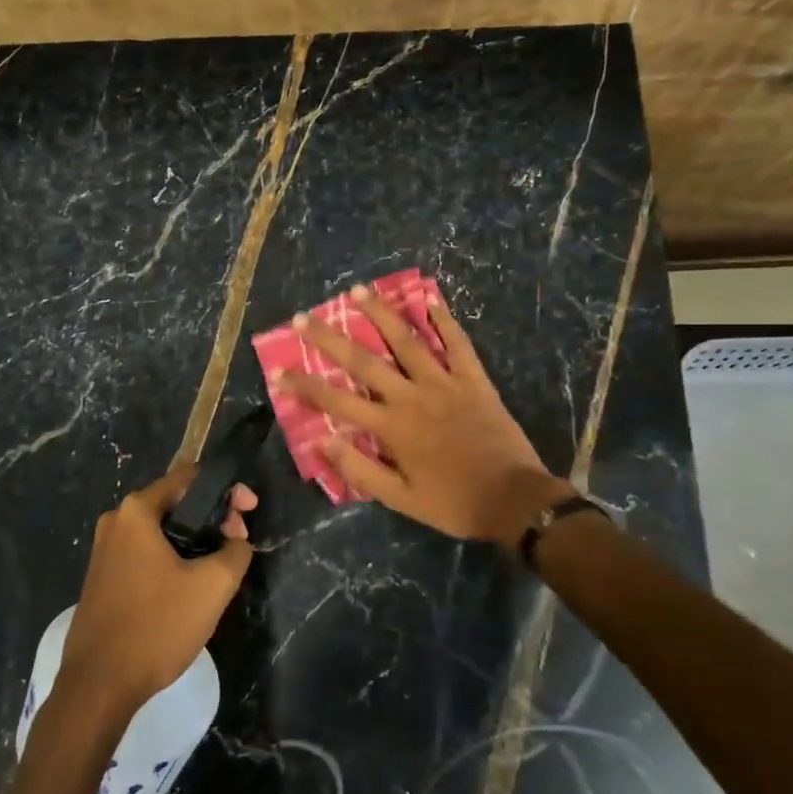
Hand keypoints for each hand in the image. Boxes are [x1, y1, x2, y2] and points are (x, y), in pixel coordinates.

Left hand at [59, 466, 256, 716]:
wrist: (98, 686)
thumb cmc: (156, 626)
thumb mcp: (212, 586)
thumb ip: (236, 551)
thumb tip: (236, 541)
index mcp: (136, 511)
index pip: (190, 478)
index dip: (227, 490)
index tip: (249, 513)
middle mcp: (116, 521)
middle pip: (175, 503)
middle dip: (212, 518)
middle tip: (238, 544)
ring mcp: (105, 551)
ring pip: (162, 532)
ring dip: (194, 541)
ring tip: (220, 567)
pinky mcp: (103, 578)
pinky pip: (146, 554)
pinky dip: (172, 559)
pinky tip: (190, 587)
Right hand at [279, 284, 571, 543]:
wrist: (514, 500)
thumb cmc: (453, 502)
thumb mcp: (401, 499)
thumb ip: (360, 470)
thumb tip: (321, 443)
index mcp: (392, 428)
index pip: (337, 402)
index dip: (305, 385)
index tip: (279, 370)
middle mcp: (412, 397)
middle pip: (364, 362)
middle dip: (330, 338)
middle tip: (304, 317)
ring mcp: (445, 383)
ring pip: (407, 341)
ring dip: (381, 314)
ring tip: (358, 290)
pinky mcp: (473, 380)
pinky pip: (457, 344)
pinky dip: (444, 320)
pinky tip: (430, 299)